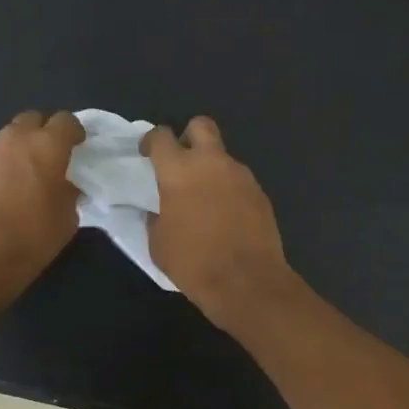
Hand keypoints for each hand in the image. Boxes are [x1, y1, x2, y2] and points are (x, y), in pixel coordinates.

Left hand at [0, 110, 84, 299]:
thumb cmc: (31, 238)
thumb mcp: (67, 218)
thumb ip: (69, 191)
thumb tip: (64, 184)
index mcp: (46, 146)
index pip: (66, 121)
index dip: (74, 133)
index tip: (77, 149)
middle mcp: (14, 138)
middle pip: (32, 120)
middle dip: (43, 133)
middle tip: (49, 159)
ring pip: (8, 137)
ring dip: (18, 149)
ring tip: (21, 178)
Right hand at [143, 116, 296, 332]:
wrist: (247, 282)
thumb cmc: (193, 263)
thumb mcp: (158, 244)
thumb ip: (155, 218)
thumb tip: (158, 211)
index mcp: (179, 171)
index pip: (162, 136)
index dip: (152, 141)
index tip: (148, 154)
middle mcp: (212, 163)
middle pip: (201, 126)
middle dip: (189, 136)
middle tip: (181, 161)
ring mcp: (241, 175)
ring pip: (223, 156)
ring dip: (211, 168)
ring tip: (204, 198)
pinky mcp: (260, 193)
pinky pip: (239, 180)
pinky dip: (229, 189)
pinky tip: (225, 215)